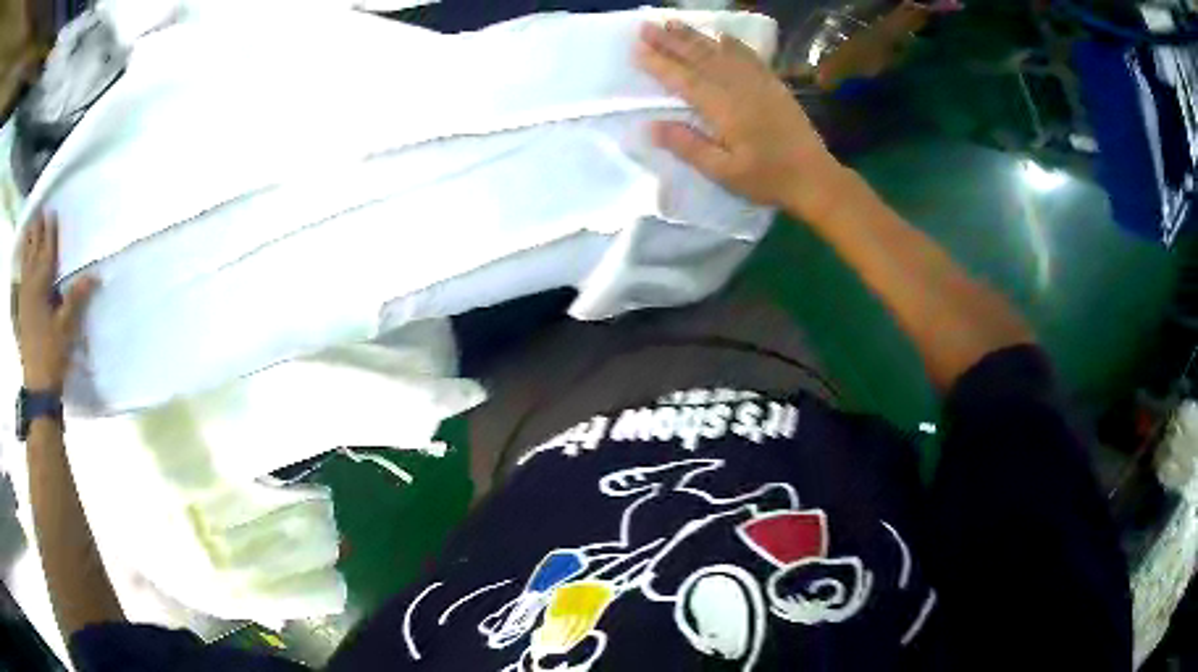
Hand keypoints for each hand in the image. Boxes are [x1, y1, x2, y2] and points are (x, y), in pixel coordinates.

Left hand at [17, 214, 97, 393]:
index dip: (50, 231)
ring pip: (25, 263)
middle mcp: (30, 285)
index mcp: (42, 284)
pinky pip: (21, 279)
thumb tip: (95, 274)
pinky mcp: (21, 311)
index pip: (47, 250)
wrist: (38, 387)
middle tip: (39, 212)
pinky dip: (22, 265)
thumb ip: (77, 298)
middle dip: (36, 231)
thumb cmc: (52, 354)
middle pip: (33, 251)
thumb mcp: (67, 327)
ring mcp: (24, 298)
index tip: (52, 211)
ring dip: (27, 244)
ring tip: (29, 228)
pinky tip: (22, 262)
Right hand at [636, 21, 848, 219]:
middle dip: (670, 41)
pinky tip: (720, 35)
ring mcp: (759, 82)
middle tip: (646, 26)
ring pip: (721, 52)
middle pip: (699, 58)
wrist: (814, 177)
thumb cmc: (767, 179)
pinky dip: (732, 43)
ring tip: (672, 23)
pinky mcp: (773, 84)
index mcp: (723, 109)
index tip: (636, 49)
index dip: (659, 64)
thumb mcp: (723, 173)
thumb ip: (688, 147)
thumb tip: (650, 126)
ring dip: (695, 36)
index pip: (684, 80)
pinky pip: (749, 56)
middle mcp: (739, 87)